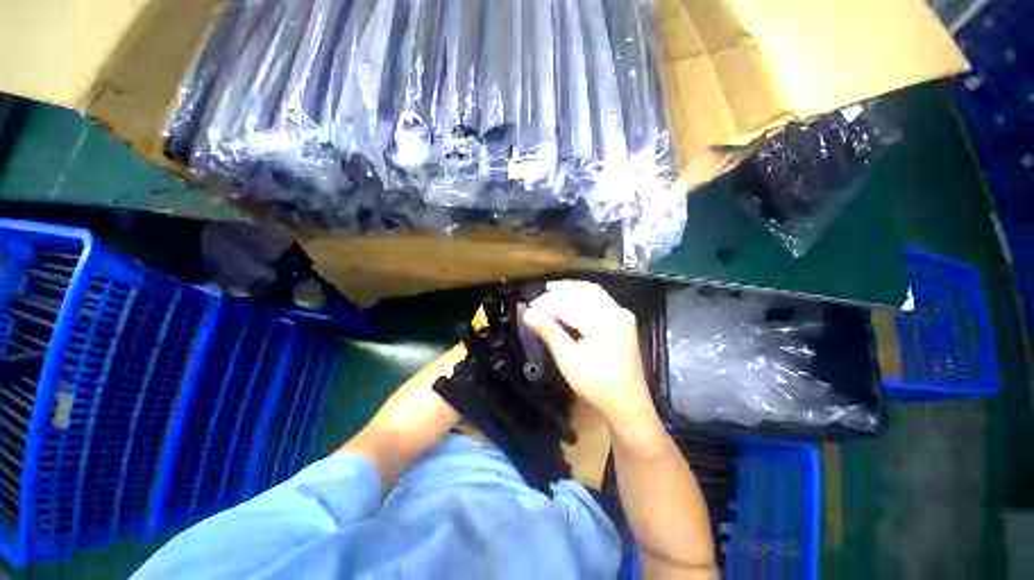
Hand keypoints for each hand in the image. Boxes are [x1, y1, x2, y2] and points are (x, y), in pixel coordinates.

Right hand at [523, 280, 655, 427]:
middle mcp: (616, 312)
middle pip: (583, 291)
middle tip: (537, 300)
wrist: (628, 404)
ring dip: (570, 289)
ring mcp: (621, 314)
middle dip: (558, 292)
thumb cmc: (598, 386)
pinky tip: (569, 299)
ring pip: (592, 291)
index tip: (528, 309)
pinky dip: (581, 296)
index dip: (546, 304)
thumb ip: (550, 333)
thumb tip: (528, 315)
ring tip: (550, 291)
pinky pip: (599, 299)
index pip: (569, 304)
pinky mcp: (622, 319)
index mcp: (604, 323)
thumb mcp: (570, 361)